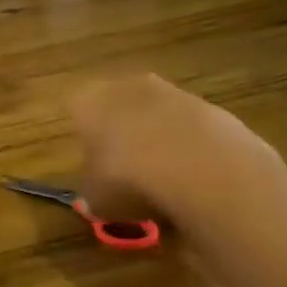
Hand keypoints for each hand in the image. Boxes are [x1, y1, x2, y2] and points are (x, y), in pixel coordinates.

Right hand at [69, 74, 286, 250]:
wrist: (200, 169)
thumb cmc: (129, 180)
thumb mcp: (96, 199)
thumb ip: (93, 192)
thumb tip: (98, 196)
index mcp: (88, 102)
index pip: (76, 110)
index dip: (84, 138)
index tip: (92, 165)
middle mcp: (126, 87)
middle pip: (118, 106)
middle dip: (122, 133)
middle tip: (126, 170)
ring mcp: (172, 92)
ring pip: (156, 115)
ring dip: (157, 139)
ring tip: (164, 179)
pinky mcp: (210, 106)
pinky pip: (190, 128)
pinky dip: (190, 148)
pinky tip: (195, 177)